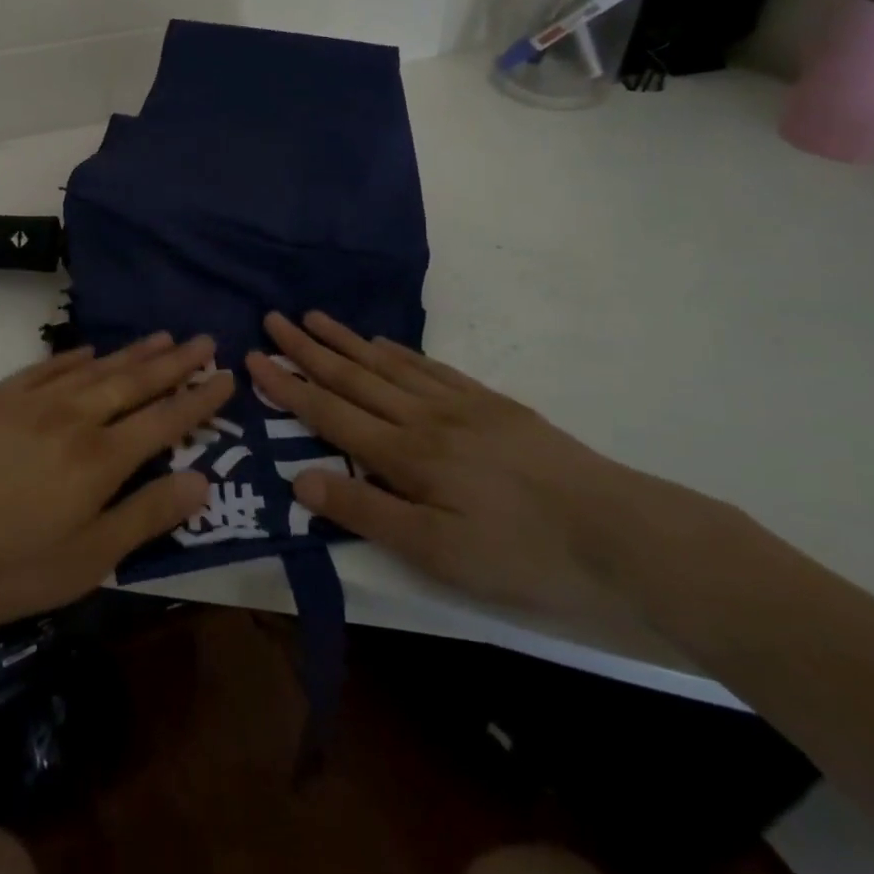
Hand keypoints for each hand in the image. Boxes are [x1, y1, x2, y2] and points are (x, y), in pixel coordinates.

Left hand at [0, 334, 232, 631]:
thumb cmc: (2, 567)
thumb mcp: (86, 560)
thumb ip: (146, 516)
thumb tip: (203, 480)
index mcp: (100, 459)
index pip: (164, 420)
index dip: (198, 399)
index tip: (224, 375)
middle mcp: (74, 418)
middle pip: (134, 382)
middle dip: (174, 363)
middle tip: (203, 339)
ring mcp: (31, 402)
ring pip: (94, 368)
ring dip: (131, 352)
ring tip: (161, 336)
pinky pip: (46, 367)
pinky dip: (74, 357)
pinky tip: (89, 350)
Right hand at [245, 312, 642, 627]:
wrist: (621, 533)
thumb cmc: (523, 555)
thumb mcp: (439, 555)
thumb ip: (367, 512)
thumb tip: (299, 478)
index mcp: (406, 455)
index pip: (330, 412)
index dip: (288, 386)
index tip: (253, 358)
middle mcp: (423, 418)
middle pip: (353, 376)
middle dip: (308, 349)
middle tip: (274, 319)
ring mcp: (459, 405)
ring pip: (387, 364)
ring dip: (346, 341)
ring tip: (315, 318)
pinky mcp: (490, 404)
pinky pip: (430, 368)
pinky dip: (398, 353)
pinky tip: (383, 344)